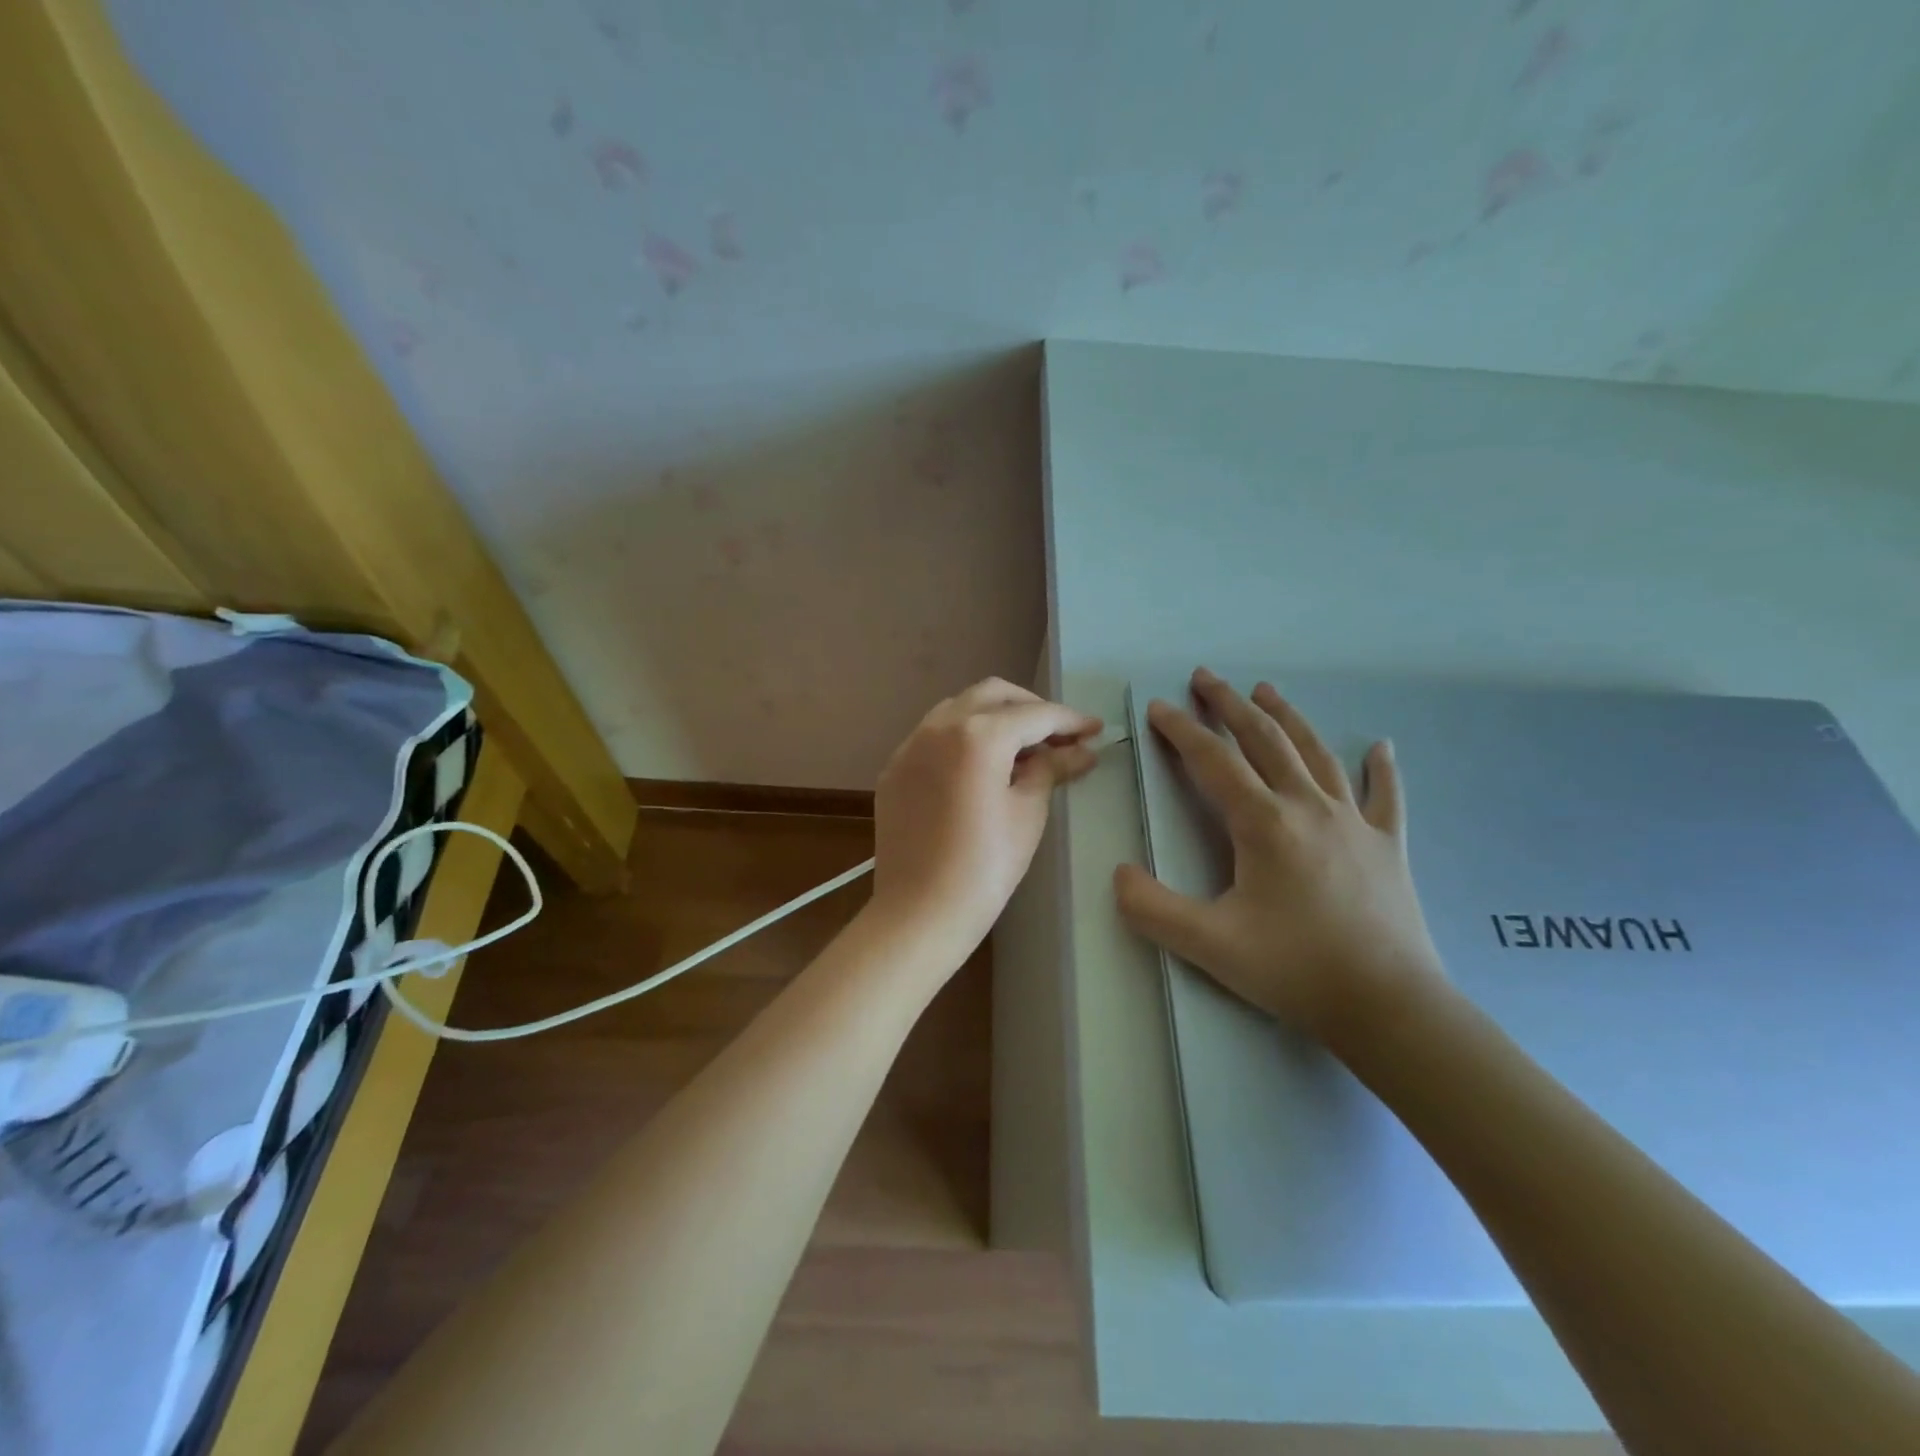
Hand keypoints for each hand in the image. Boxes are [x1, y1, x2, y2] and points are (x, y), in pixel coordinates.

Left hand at [871, 678, 1101, 963]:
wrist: (919, 913)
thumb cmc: (985, 867)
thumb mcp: (1028, 813)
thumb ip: (1051, 769)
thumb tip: (1079, 750)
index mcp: (977, 735)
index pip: (1034, 715)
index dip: (1069, 720)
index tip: (1094, 729)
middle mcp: (938, 726)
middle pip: (993, 695)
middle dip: (1030, 707)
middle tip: (1058, 735)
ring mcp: (910, 746)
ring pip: (958, 708)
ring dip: (994, 716)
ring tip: (1022, 749)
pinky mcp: (894, 769)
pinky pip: (933, 735)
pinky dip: (963, 737)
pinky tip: (980, 766)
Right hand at [1113, 668, 1446, 1050]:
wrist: (1389, 1006)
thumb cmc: (1295, 969)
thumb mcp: (1209, 944)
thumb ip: (1152, 908)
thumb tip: (1119, 873)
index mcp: (1264, 823)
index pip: (1213, 761)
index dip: (1181, 730)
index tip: (1158, 707)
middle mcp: (1308, 807)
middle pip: (1264, 740)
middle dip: (1229, 705)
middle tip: (1205, 676)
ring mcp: (1354, 823)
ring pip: (1317, 754)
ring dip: (1287, 718)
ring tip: (1265, 691)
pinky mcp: (1387, 846)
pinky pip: (1385, 796)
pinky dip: (1381, 768)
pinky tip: (1382, 746)